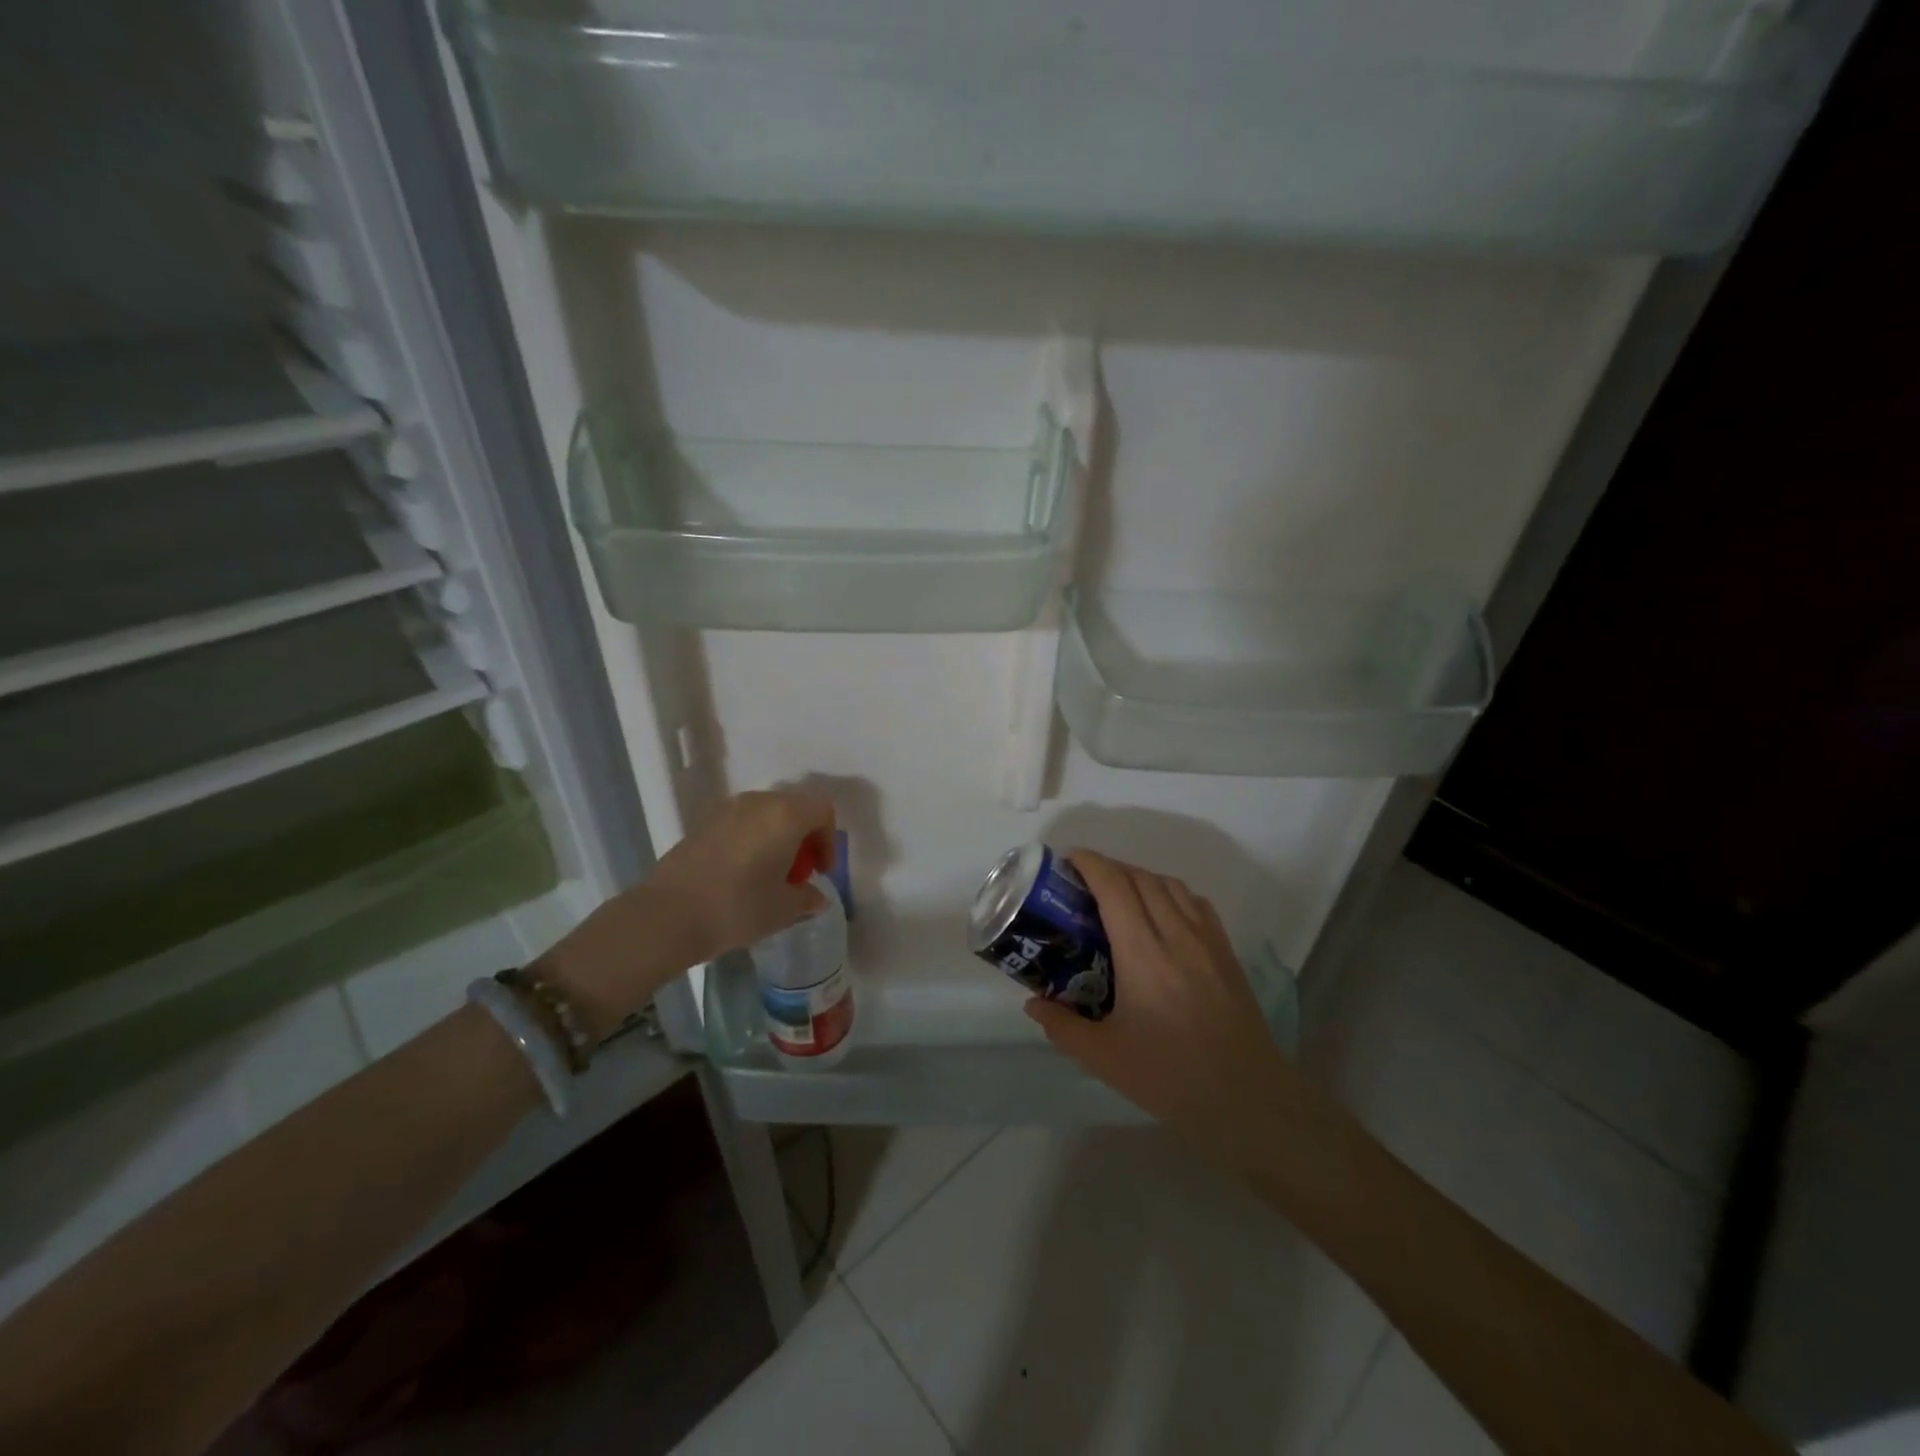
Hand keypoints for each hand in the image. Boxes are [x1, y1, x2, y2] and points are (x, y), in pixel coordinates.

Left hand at [534, 789, 834, 1037]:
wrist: (667, 916)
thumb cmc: (737, 908)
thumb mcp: (783, 910)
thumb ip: (807, 898)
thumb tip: (816, 897)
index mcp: (785, 815)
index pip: (822, 809)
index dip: (828, 839)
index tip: (820, 871)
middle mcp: (758, 802)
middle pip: (794, 807)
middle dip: (803, 838)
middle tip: (798, 874)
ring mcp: (726, 810)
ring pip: (766, 814)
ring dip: (776, 838)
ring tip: (769, 876)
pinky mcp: (703, 824)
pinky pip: (741, 823)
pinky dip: (752, 841)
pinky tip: (741, 876)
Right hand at [1024, 850, 1302, 1174]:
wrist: (1248, 1100)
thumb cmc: (1170, 1077)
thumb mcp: (1104, 1058)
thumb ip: (1062, 1026)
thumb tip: (1033, 1004)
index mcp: (1142, 953)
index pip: (1114, 885)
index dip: (1090, 863)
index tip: (1067, 860)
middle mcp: (1176, 934)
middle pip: (1140, 877)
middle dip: (1109, 868)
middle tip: (1083, 883)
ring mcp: (1206, 940)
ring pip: (1170, 884)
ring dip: (1140, 877)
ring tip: (1119, 895)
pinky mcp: (1226, 953)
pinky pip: (1195, 903)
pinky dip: (1171, 893)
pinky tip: (1161, 914)